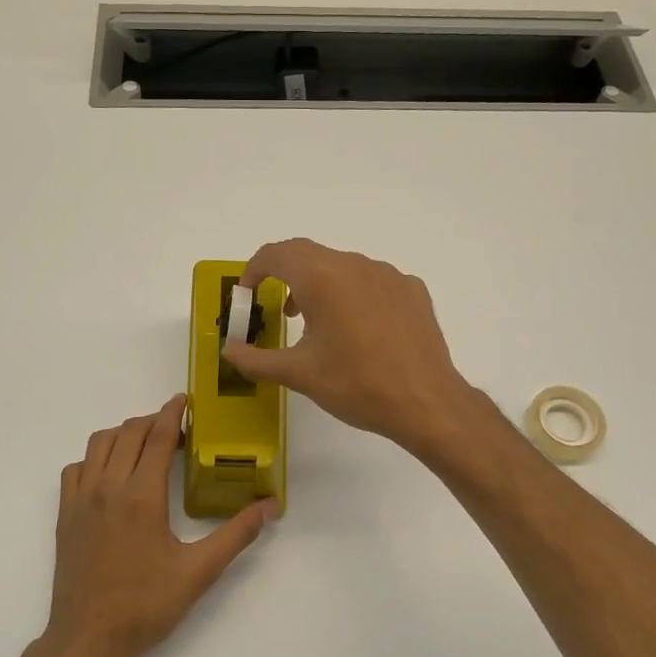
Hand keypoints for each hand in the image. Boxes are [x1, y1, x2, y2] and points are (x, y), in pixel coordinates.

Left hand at [45, 395, 276, 656]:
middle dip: (154, 421)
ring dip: (124, 434)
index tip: (186, 400)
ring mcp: (81, 499)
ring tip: (146, 445)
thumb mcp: (199, 572)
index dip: (173, 413)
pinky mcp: (65, 514)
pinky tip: (111, 474)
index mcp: (142, 496)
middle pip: (129, 433)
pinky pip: (76, 467)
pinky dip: (95, 458)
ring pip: (99, 443)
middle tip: (177, 429)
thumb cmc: (146, 606)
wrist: (88, 639)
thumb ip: (237, 535)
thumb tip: (270, 506)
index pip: (158, 437)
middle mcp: (108, 487)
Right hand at [223, 238, 478, 455]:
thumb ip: (256, 360)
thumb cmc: (356, 385)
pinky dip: (353, 295)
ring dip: (320, 285)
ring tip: (315, 323)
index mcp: (322, 277)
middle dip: (286, 276)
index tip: (247, 294)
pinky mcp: (412, 290)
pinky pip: (372, 281)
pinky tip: (358, 330)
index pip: (277, 254)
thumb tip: (229, 351)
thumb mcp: (299, 374)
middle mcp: (355, 265)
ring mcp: (388, 274)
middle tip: (277, 310)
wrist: (426, 402)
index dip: (254, 269)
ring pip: (343, 267)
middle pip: (310, 255)